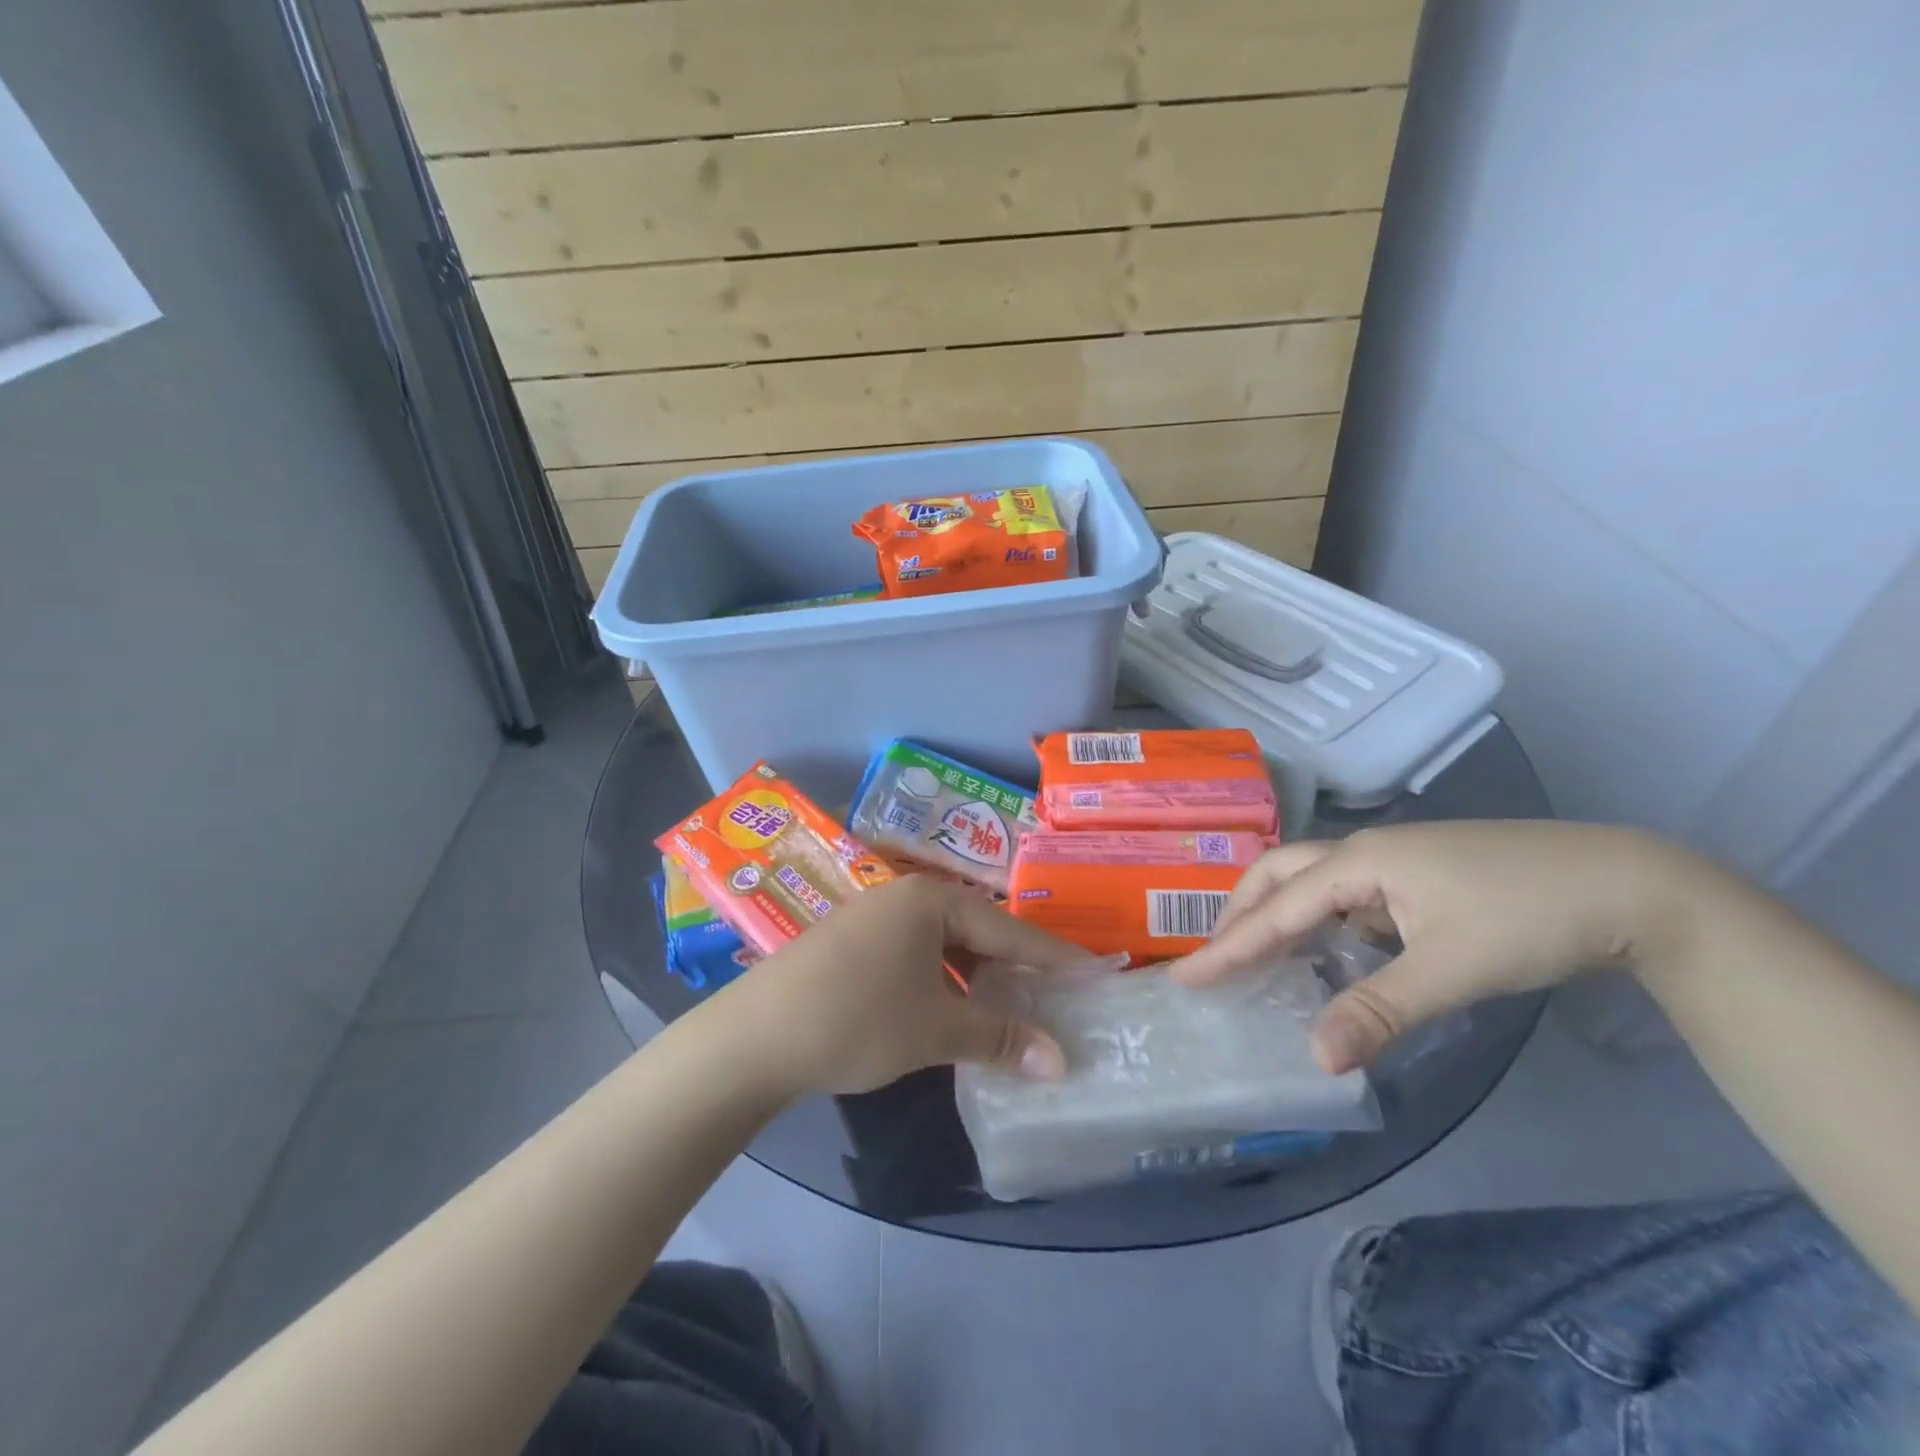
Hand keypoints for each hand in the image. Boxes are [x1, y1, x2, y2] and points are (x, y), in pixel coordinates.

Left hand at [718, 876, 1086, 1095]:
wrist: (753, 1038)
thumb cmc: (857, 1019)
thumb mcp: (935, 1030)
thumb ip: (1000, 1038)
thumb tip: (1062, 1062)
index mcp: (930, 900)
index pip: (1008, 927)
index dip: (1053, 955)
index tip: (1095, 970)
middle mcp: (904, 898)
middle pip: (976, 930)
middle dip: (1015, 966)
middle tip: (1057, 993)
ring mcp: (873, 919)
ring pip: (944, 945)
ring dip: (977, 977)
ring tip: (1012, 1006)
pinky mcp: (852, 946)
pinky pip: (915, 956)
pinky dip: (943, 981)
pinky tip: (954, 1008)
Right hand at [1171, 821, 1713, 1073]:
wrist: (1633, 886)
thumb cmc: (1531, 917)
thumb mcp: (1452, 969)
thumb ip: (1379, 1010)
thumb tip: (1316, 1059)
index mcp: (1361, 862)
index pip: (1277, 908)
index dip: (1229, 945)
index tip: (1185, 975)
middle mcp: (1366, 852)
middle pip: (1280, 875)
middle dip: (1241, 914)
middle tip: (1216, 958)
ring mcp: (1394, 861)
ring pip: (1312, 881)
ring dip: (1277, 913)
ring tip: (1256, 953)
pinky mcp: (1419, 877)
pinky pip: (1345, 895)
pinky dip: (1318, 920)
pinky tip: (1326, 948)